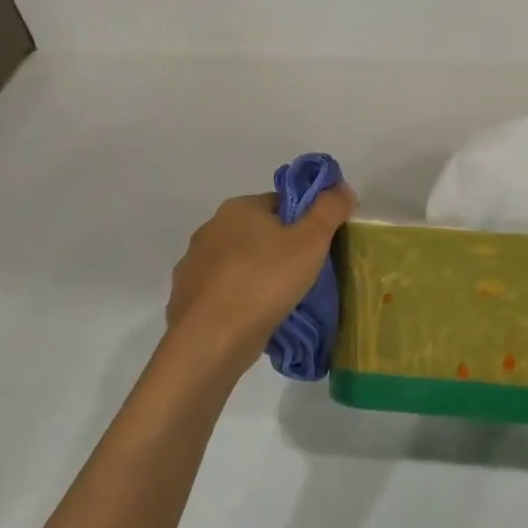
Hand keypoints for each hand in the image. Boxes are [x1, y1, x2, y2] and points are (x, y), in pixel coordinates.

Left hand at [165, 187, 355, 378]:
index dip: (306, 223)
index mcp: (239, 207)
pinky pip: (223, 290)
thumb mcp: (311, 241)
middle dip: (282, 250)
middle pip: (260, 232)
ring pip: (240, 262)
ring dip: (259, 274)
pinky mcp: (186, 297)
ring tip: (282, 301)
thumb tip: (340, 187)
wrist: (211, 340)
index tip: (319, 248)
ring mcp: (194, 263)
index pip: (282, 204)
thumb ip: (329, 209)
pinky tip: (254, 317)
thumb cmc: (265, 281)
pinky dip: (239, 298)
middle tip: (306, 276)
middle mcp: (211, 228)